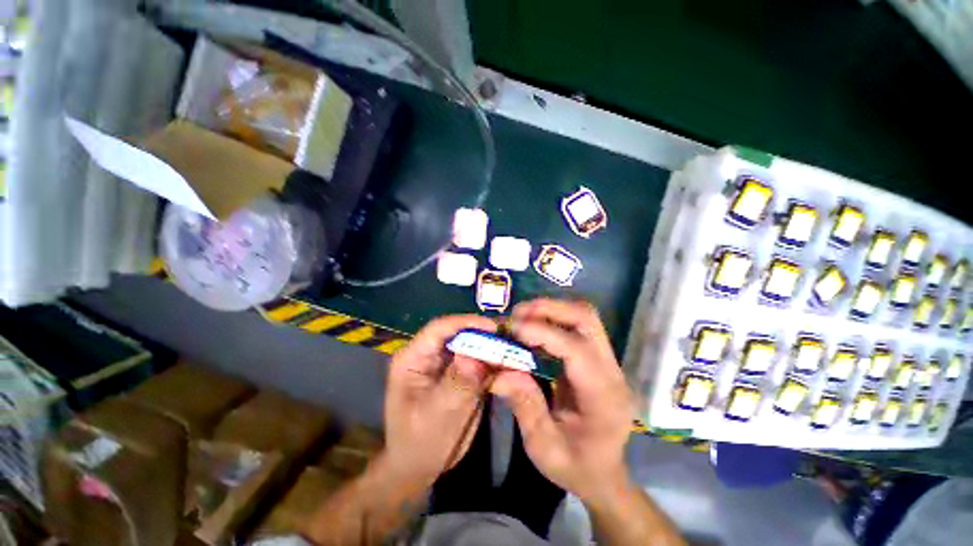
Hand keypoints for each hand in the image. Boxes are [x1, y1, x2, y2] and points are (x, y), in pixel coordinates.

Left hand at [382, 314, 496, 487]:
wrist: (421, 467)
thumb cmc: (419, 443)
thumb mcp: (436, 416)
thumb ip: (456, 385)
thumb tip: (474, 356)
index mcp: (414, 358)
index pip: (439, 328)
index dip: (466, 323)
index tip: (493, 328)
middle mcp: (430, 354)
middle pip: (458, 334)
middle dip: (484, 335)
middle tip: (510, 339)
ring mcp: (446, 363)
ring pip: (471, 345)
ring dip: (491, 347)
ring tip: (514, 350)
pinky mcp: (459, 373)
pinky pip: (478, 361)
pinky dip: (493, 362)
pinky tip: (509, 364)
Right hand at [490, 299, 633, 504]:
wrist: (604, 473)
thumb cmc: (576, 466)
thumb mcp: (544, 448)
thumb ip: (525, 406)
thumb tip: (500, 371)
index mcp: (603, 397)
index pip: (576, 349)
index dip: (542, 332)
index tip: (510, 328)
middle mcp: (611, 371)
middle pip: (587, 319)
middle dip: (550, 309)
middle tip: (517, 314)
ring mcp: (608, 361)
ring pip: (584, 316)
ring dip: (551, 310)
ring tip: (522, 318)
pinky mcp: (598, 357)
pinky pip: (577, 325)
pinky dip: (553, 319)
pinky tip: (533, 328)